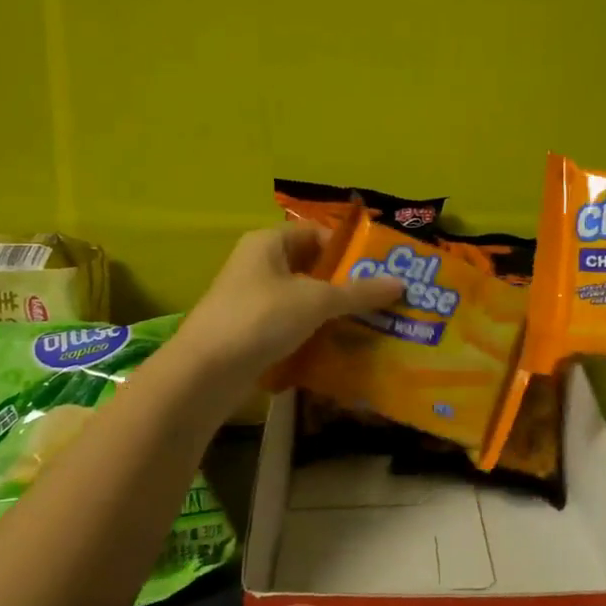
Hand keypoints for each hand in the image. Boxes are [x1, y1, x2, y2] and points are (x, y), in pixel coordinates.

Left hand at [177, 224, 405, 378]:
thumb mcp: (316, 301)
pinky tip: (339, 347)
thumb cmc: (260, 319)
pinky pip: (290, 324)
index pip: (318, 233)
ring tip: (370, 324)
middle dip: (346, 283)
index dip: (349, 249)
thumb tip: (400, 283)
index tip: (380, 271)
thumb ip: (359, 292)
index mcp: (268, 242)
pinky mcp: (250, 331)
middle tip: (383, 300)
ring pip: (302, 298)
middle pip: (312, 266)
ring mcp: (252, 299)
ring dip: (332, 311)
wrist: (205, 372)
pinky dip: (313, 332)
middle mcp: (258, 264)